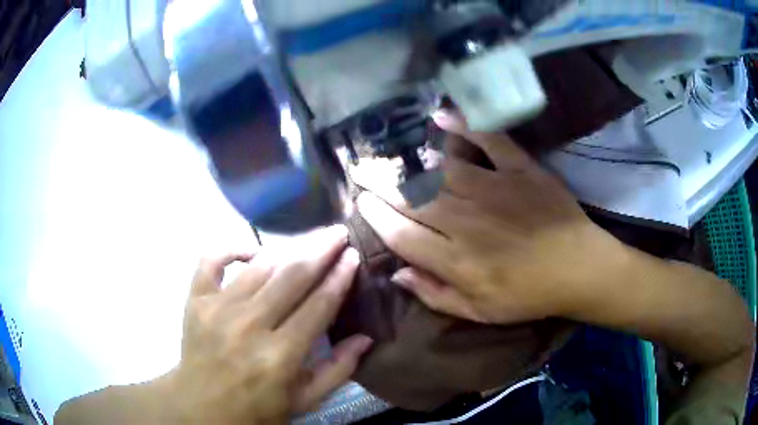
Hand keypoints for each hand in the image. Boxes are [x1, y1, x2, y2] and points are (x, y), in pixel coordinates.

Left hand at [160, 226, 371, 423]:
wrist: (201, 408)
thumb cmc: (256, 409)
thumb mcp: (303, 401)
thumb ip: (337, 370)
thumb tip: (366, 337)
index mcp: (279, 356)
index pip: (318, 305)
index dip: (339, 277)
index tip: (353, 255)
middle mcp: (248, 326)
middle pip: (292, 276)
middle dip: (320, 249)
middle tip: (338, 232)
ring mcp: (217, 308)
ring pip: (259, 265)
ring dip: (288, 247)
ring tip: (309, 237)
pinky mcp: (195, 300)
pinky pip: (212, 260)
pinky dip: (232, 248)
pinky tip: (253, 251)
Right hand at [355, 112, 627, 324]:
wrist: (579, 268)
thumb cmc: (529, 296)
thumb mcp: (480, 313)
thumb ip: (436, 295)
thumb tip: (398, 274)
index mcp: (456, 260)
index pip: (401, 234)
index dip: (375, 216)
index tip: (360, 202)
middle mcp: (466, 221)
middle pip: (412, 198)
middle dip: (381, 184)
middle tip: (361, 171)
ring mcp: (494, 189)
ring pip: (440, 170)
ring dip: (410, 161)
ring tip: (390, 155)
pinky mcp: (519, 170)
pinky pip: (488, 141)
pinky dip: (463, 125)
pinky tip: (440, 116)